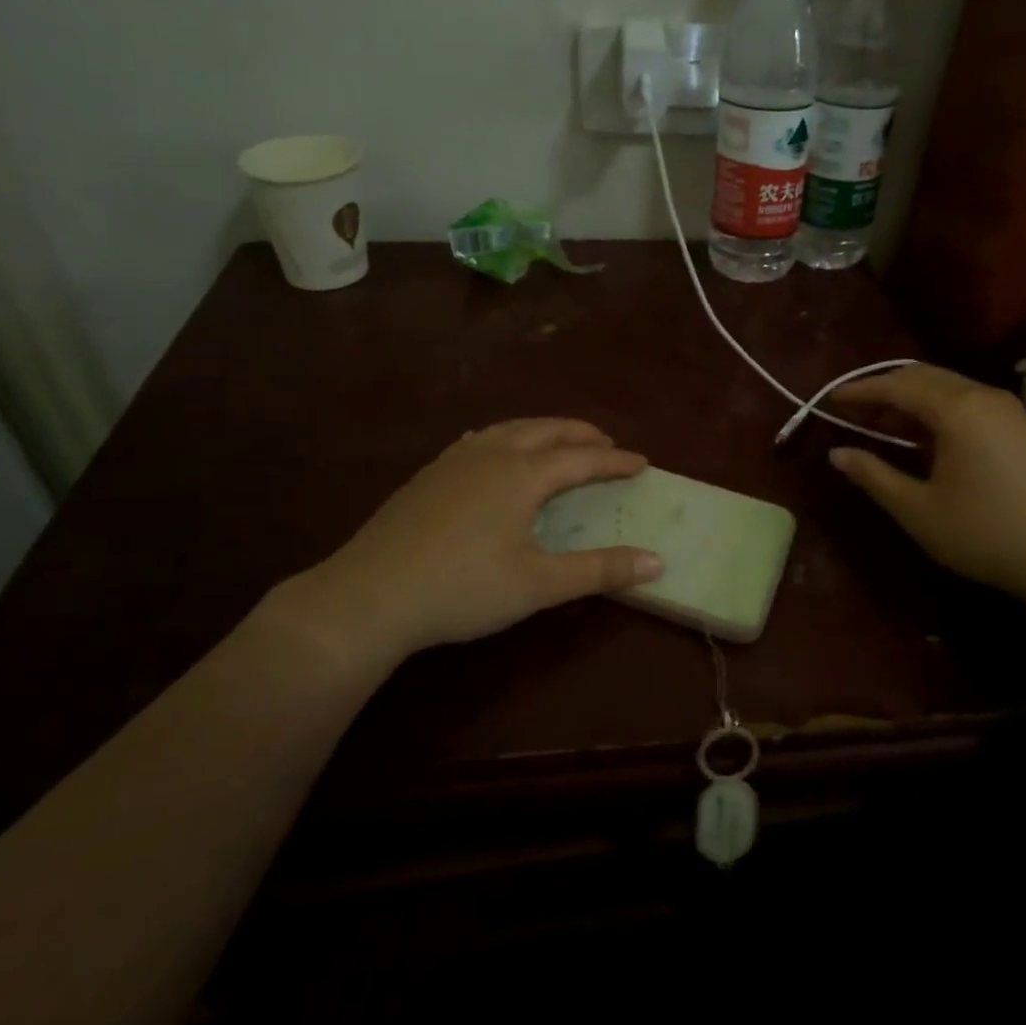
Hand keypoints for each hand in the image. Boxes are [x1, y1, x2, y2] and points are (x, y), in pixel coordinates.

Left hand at [272, 419, 661, 665]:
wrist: (369, 595)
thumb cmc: (462, 589)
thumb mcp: (537, 584)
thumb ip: (598, 570)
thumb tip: (656, 562)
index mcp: (521, 474)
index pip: (582, 459)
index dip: (614, 461)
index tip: (642, 462)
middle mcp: (490, 455)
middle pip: (545, 430)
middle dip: (580, 434)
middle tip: (606, 443)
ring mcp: (453, 461)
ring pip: (509, 429)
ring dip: (543, 430)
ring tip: (559, 442)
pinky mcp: (427, 475)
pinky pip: (479, 440)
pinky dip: (506, 438)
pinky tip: (495, 454)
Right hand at [827, 364, 1025, 609]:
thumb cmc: (987, 534)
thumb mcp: (918, 511)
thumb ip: (873, 476)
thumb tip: (837, 453)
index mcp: (957, 409)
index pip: (896, 386)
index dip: (860, 390)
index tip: (830, 399)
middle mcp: (983, 395)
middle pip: (922, 375)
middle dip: (884, 388)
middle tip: (854, 410)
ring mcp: (1008, 408)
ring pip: (947, 385)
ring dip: (911, 398)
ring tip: (882, 425)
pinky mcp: (1022, 426)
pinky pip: (968, 400)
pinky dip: (937, 408)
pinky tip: (925, 438)